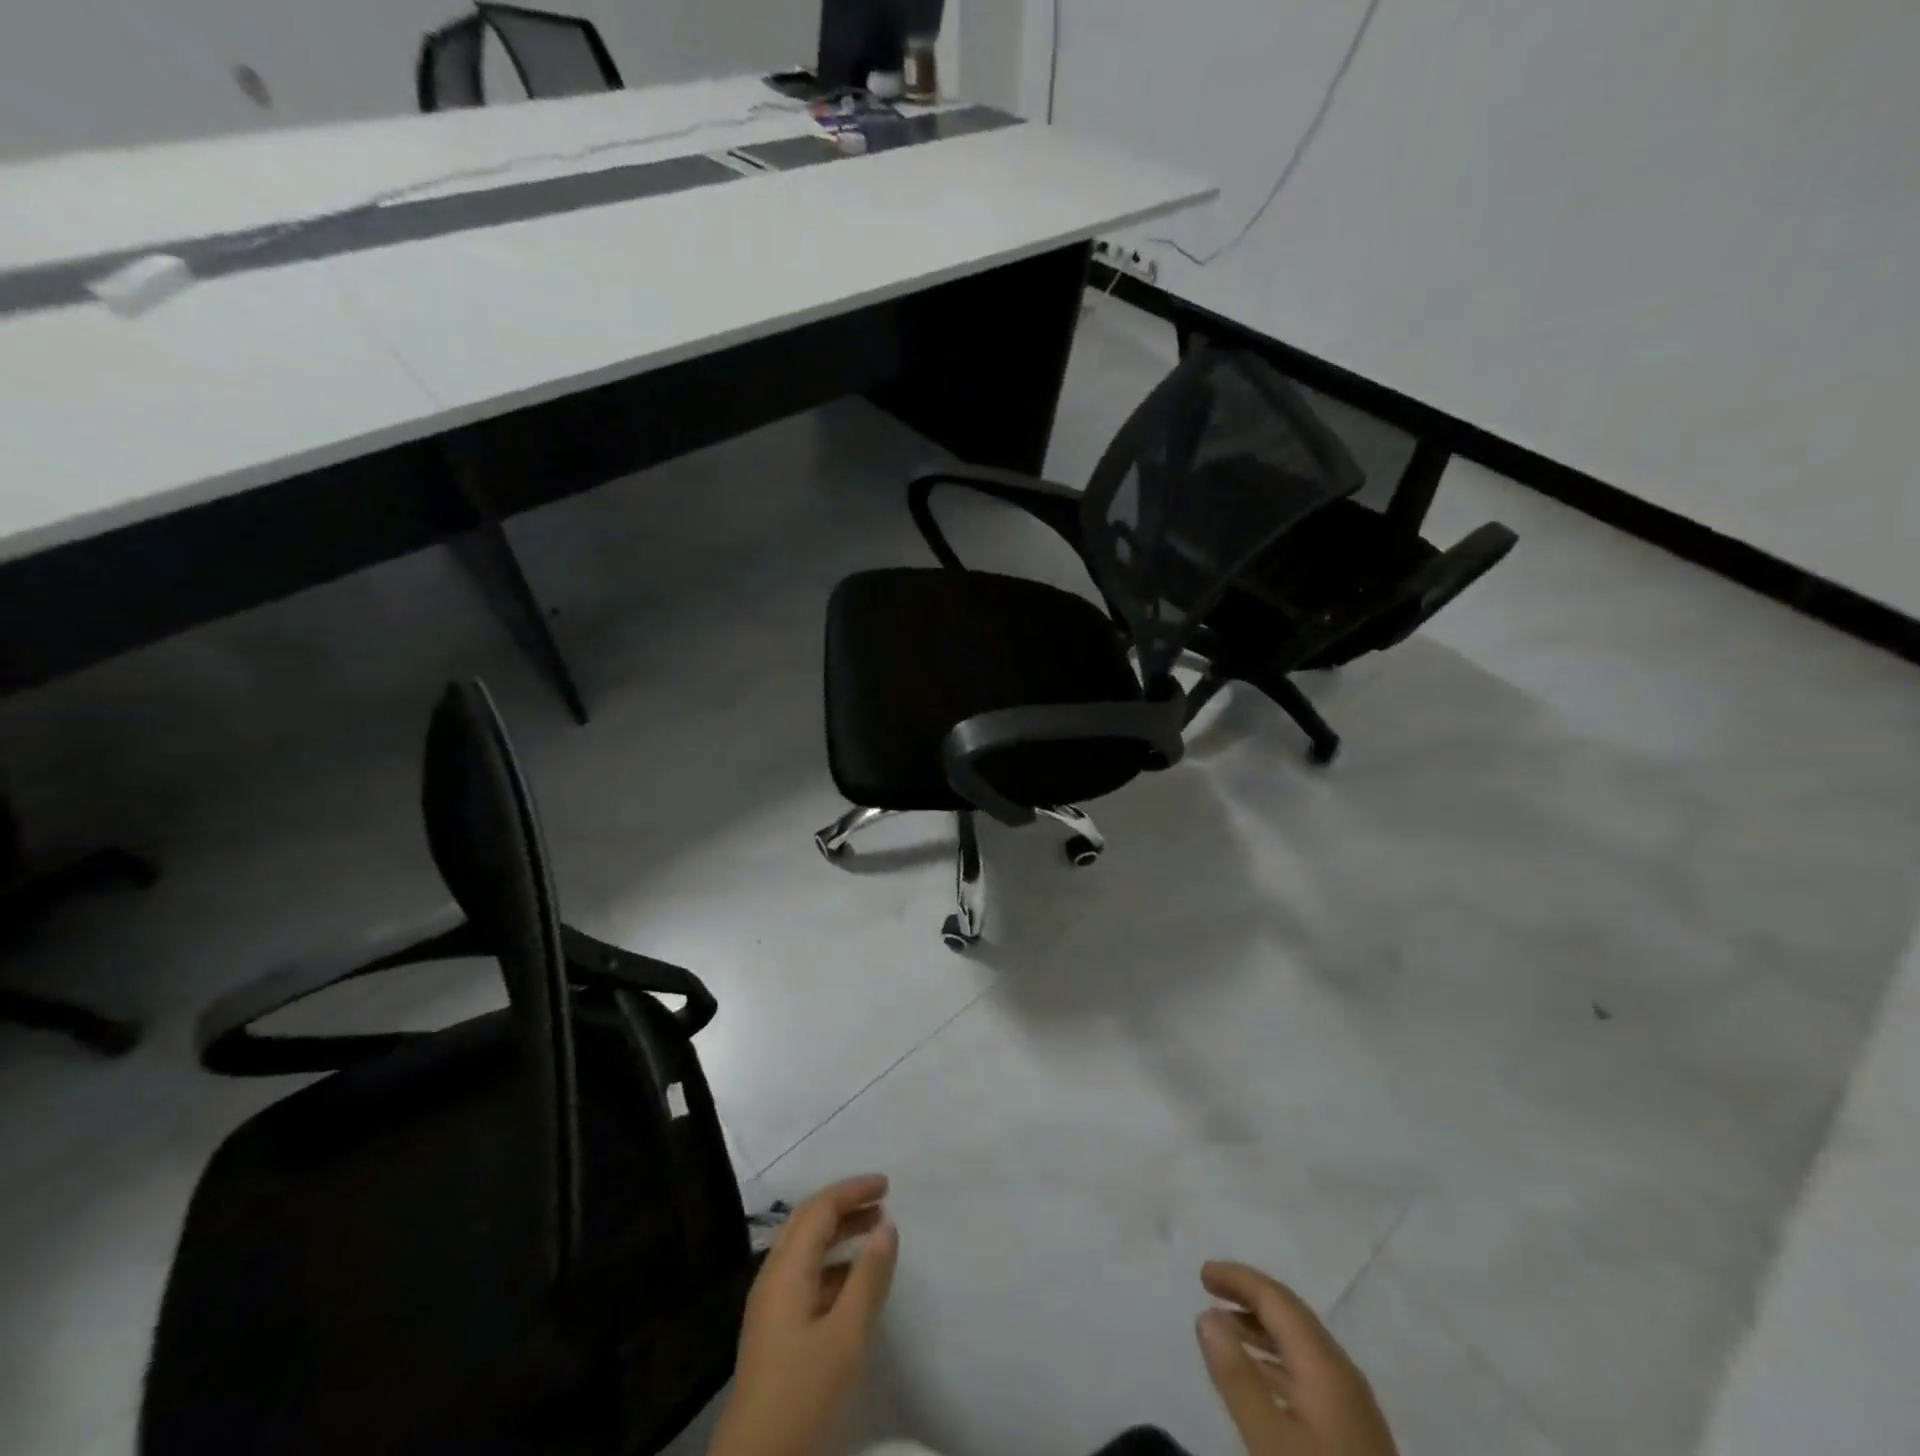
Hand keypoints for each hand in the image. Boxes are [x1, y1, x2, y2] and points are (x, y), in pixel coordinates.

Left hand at [709, 1175, 898, 1455]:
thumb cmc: (803, 1393)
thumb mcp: (846, 1336)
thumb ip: (869, 1277)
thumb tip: (887, 1225)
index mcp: (786, 1269)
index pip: (820, 1208)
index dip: (853, 1190)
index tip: (887, 1185)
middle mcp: (773, 1277)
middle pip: (808, 1222)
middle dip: (845, 1205)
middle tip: (882, 1202)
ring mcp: (770, 1305)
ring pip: (806, 1249)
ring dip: (839, 1234)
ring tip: (875, 1235)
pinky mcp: (774, 1330)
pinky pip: (805, 1275)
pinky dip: (833, 1264)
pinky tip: (854, 1282)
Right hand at [1196, 1262, 1397, 1455]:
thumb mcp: (1270, 1441)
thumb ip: (1237, 1377)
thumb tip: (1206, 1315)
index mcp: (1324, 1364)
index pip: (1276, 1298)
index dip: (1237, 1279)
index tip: (1202, 1275)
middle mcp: (1341, 1372)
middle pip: (1291, 1315)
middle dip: (1248, 1295)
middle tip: (1209, 1291)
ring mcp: (1352, 1404)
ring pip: (1300, 1344)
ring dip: (1261, 1328)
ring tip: (1224, 1331)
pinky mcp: (1353, 1432)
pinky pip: (1308, 1372)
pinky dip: (1276, 1359)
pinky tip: (1259, 1379)